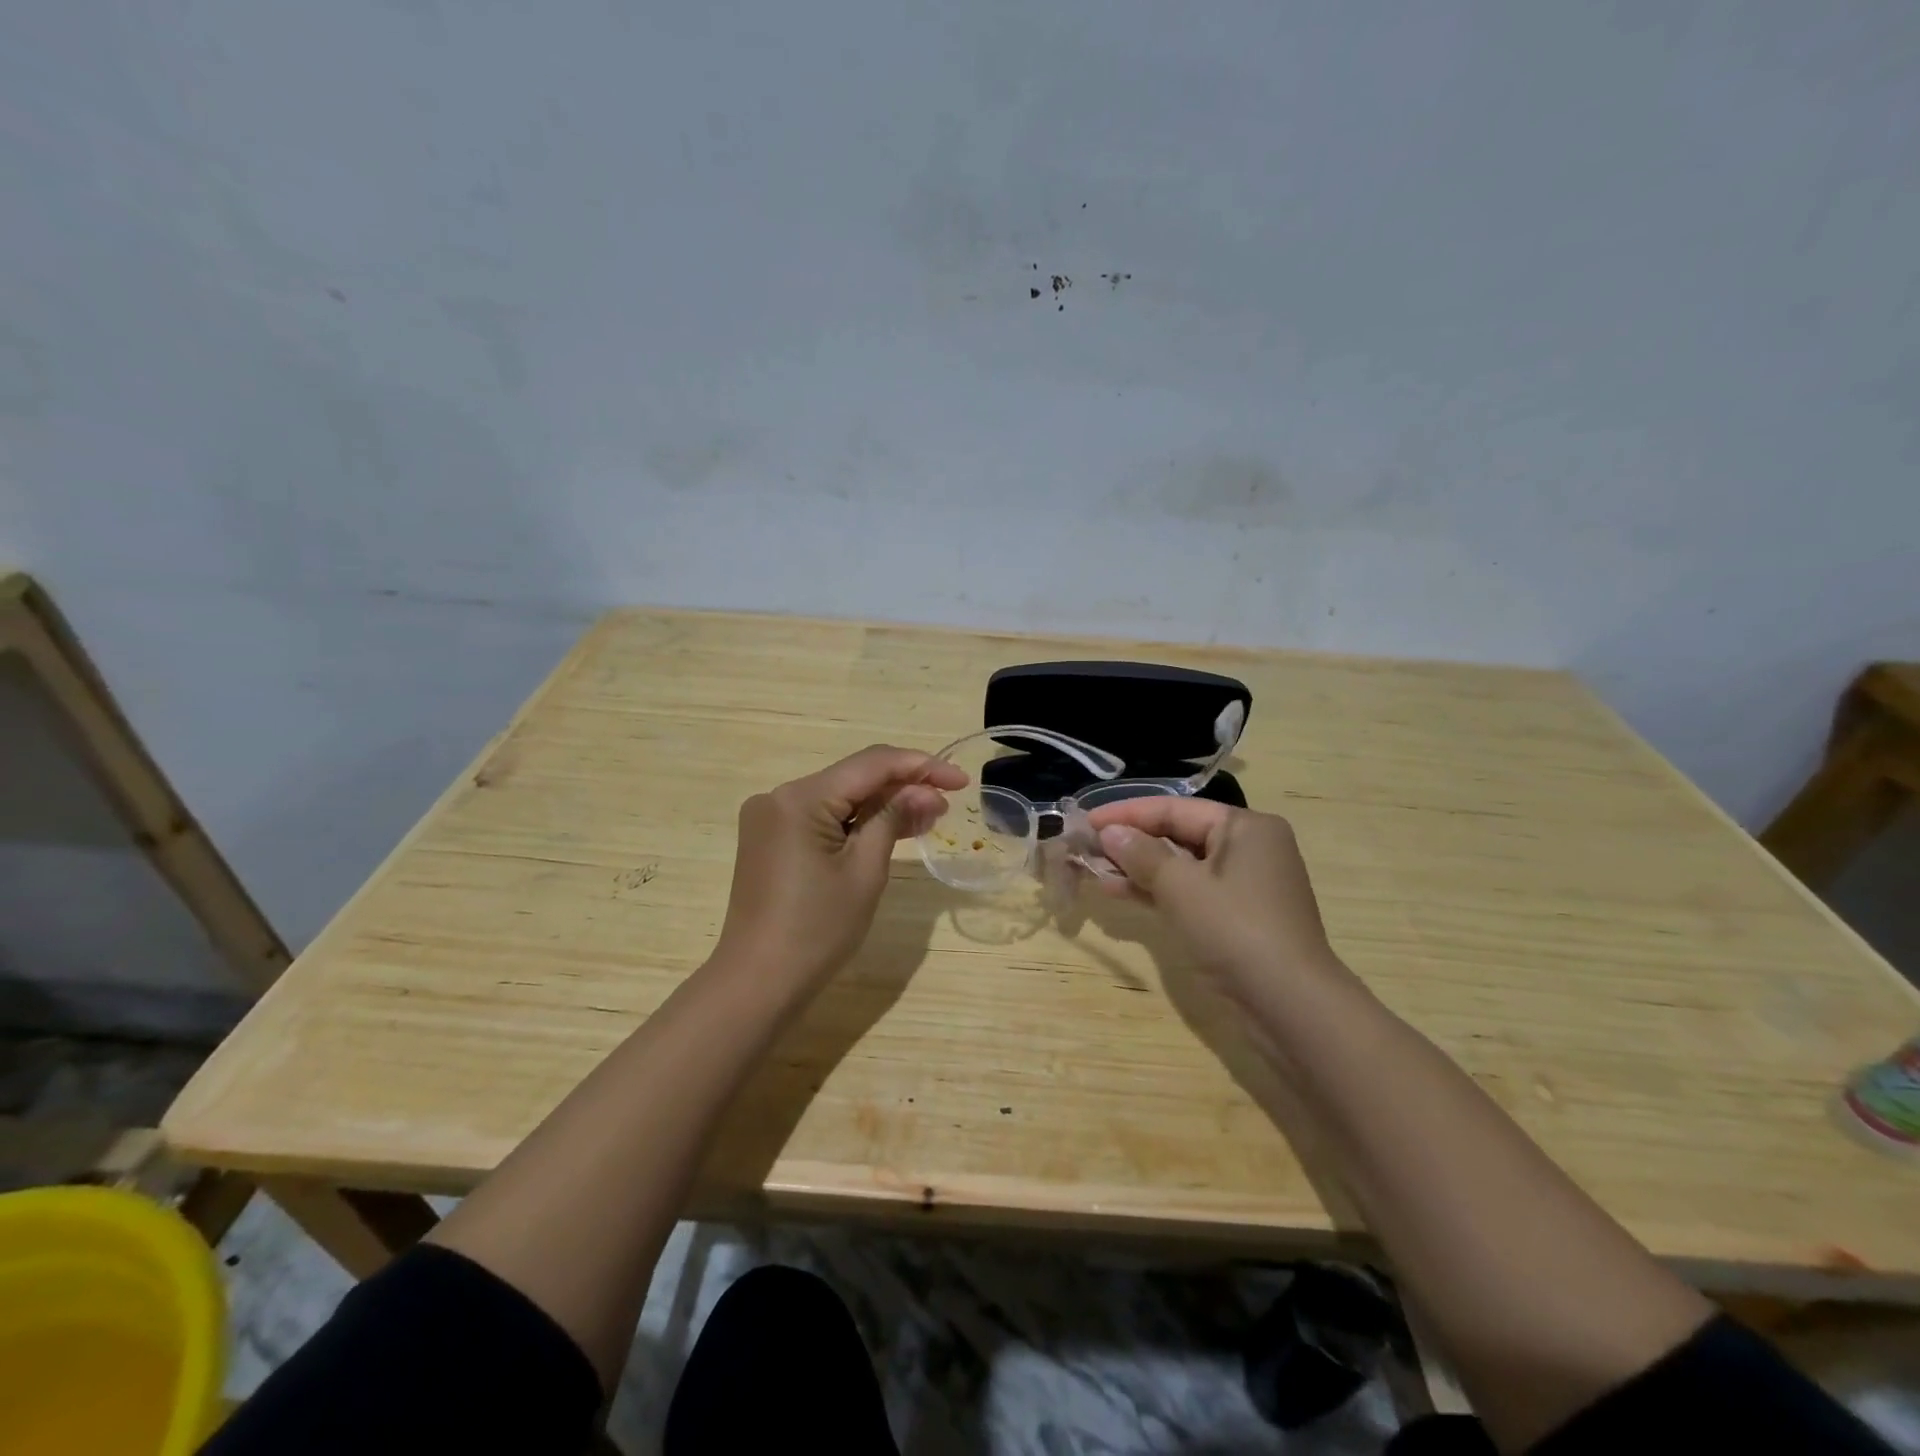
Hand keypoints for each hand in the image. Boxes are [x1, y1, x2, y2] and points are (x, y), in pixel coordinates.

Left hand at [714, 745, 965, 993]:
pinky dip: (856, 823)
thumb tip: (925, 791)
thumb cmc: (817, 930)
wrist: (758, 983)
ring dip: (882, 805)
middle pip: (854, 778)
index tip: (961, 780)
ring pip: (840, 798)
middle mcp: (780, 796)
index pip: (871, 764)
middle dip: (903, 786)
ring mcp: (772, 818)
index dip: (920, 766)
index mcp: (800, 798)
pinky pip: (822, 818)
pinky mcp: (771, 839)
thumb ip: (893, 818)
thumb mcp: (865, 871)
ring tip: (929, 816)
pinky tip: (892, 829)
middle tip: (948, 804)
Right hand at [1085, 798, 1342, 1003]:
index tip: (1086, 821)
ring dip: (1138, 868)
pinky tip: (1119, 891)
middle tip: (1087, 846)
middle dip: (1131, 841)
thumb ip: (1142, 854)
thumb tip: (1109, 832)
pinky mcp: (1236, 916)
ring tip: (1094, 870)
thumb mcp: (1181, 887)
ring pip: (1181, 865)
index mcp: (1245, 827)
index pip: (1175, 809)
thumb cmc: (1235, 930)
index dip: (1127, 814)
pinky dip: (1157, 891)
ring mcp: (1244, 885)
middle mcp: (1248, 848)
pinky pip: (1189, 891)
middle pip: (1178, 834)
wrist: (1290, 1005)